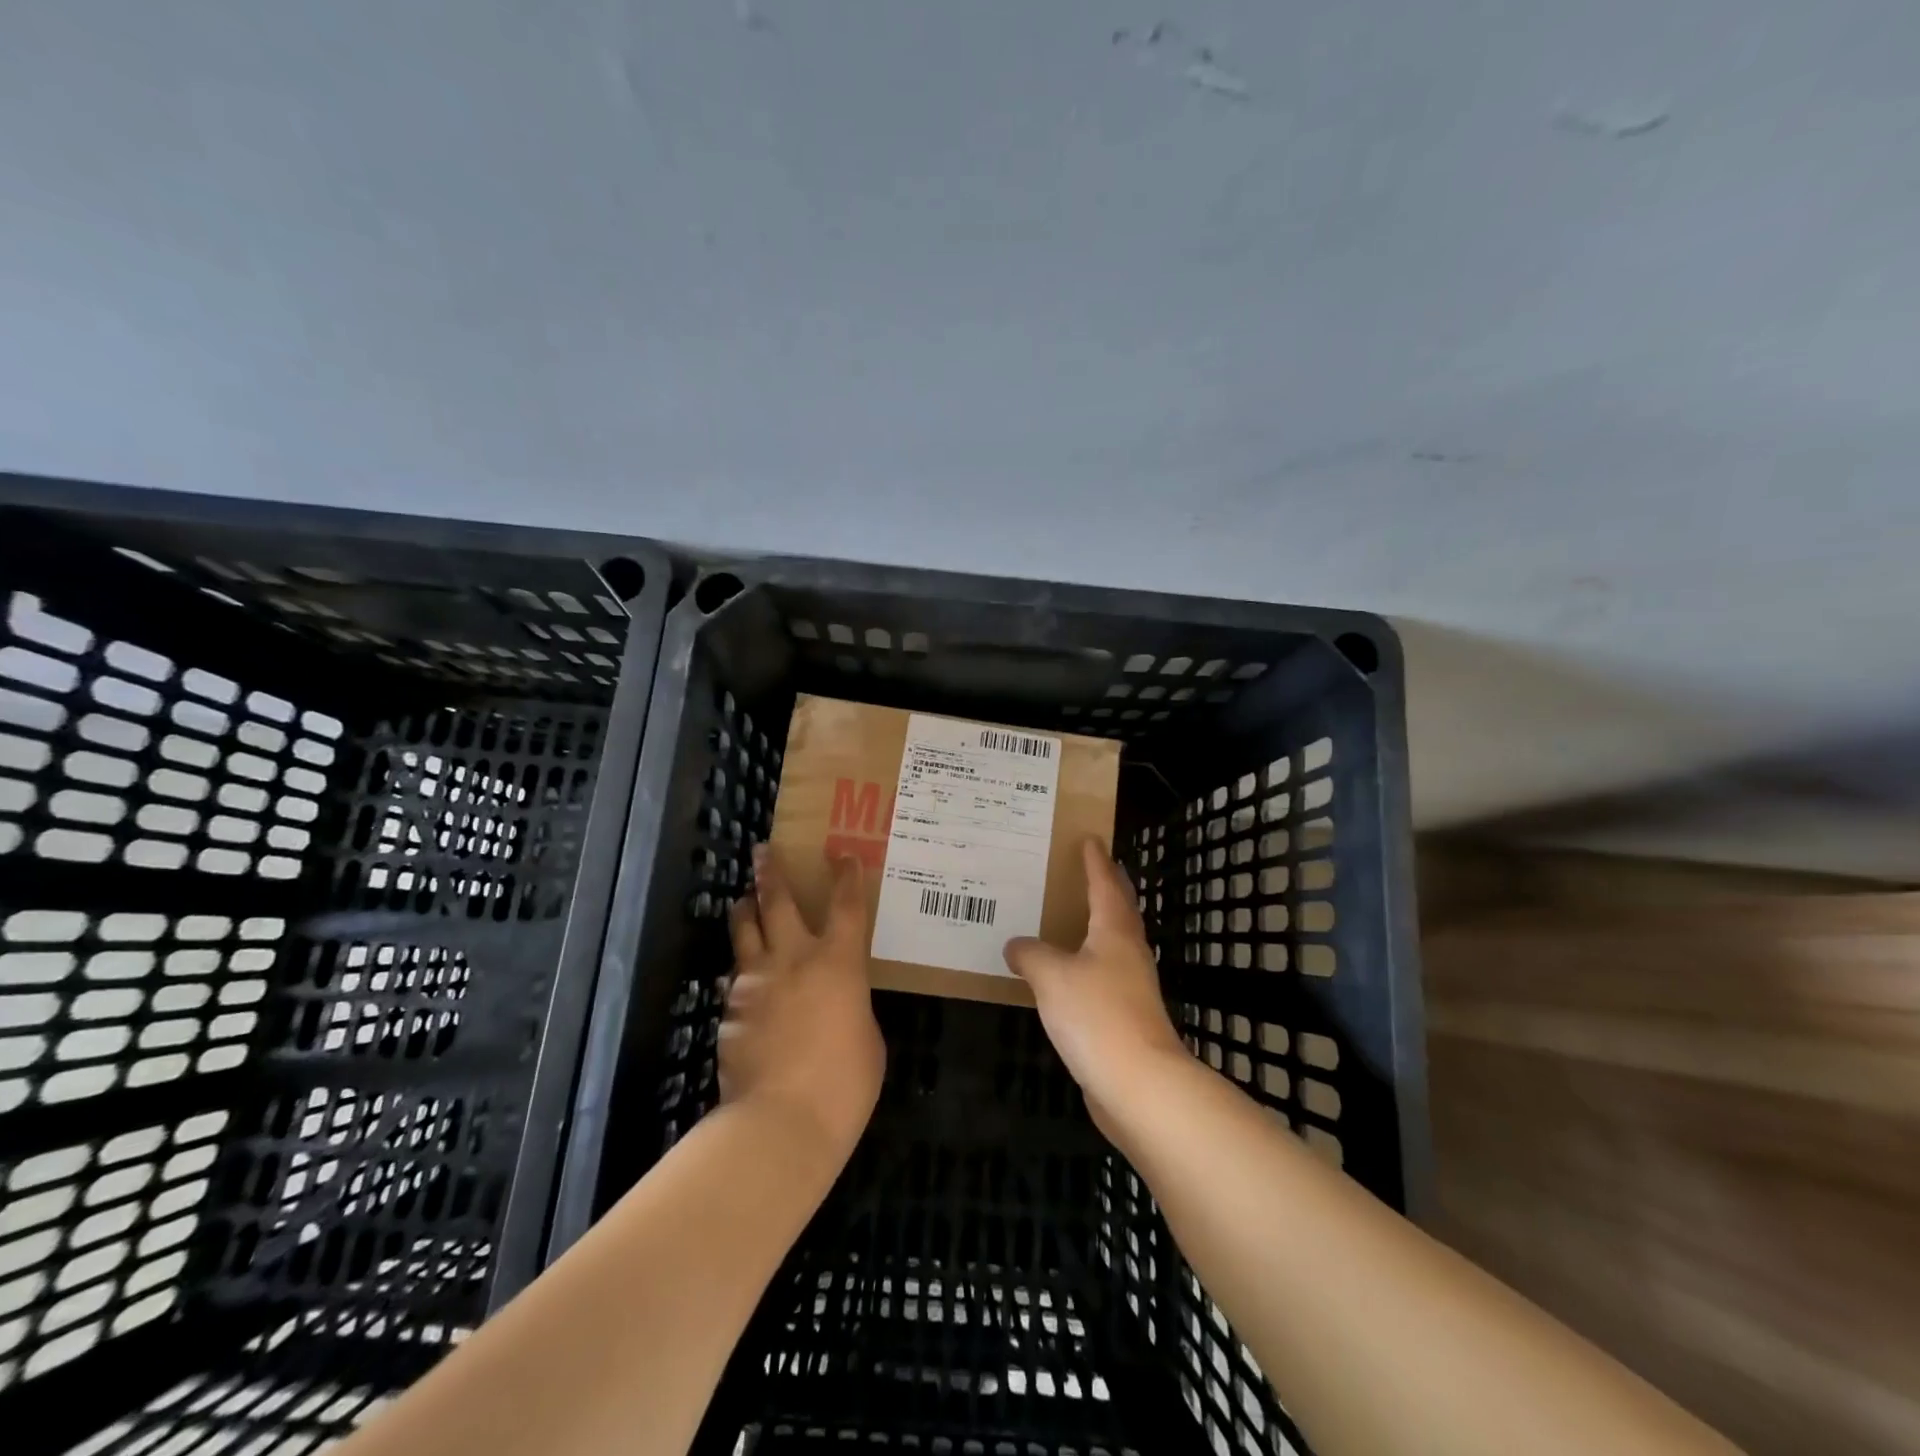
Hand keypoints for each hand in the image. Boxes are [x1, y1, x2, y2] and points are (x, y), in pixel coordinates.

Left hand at [721, 846, 884, 1164]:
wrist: (780, 1122)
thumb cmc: (843, 1083)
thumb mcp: (867, 1037)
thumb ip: (851, 1005)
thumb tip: (837, 1001)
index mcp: (838, 962)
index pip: (847, 905)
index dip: (847, 876)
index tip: (843, 854)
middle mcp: (793, 958)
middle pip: (777, 901)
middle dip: (771, 871)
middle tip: (763, 850)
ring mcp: (755, 982)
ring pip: (744, 930)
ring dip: (745, 910)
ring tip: (742, 900)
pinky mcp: (730, 1010)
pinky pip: (734, 977)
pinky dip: (741, 970)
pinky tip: (743, 978)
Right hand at [1003, 839, 1188, 1137]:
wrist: (1139, 1084)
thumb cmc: (1097, 1015)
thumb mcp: (1051, 976)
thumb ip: (1031, 954)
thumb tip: (1017, 945)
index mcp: (1114, 931)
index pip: (1105, 884)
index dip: (1096, 861)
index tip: (1091, 838)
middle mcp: (1128, 952)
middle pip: (1119, 909)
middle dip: (1107, 887)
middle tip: (1089, 868)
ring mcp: (1131, 986)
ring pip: (1113, 943)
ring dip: (1098, 925)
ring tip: (1072, 916)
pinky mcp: (1125, 1017)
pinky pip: (1103, 975)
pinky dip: (1087, 963)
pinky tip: (1068, 973)